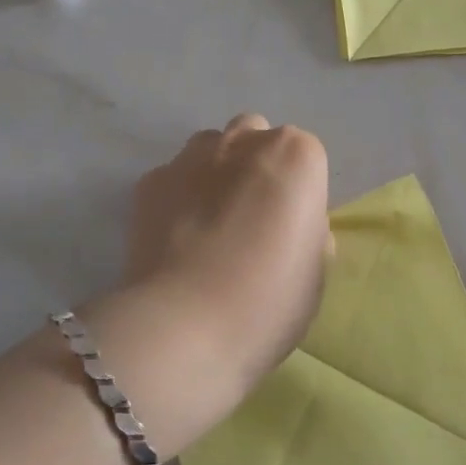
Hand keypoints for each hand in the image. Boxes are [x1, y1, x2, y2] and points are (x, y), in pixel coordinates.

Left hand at [111, 114, 330, 400]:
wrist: (185, 325)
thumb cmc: (269, 300)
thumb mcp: (315, 270)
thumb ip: (307, 231)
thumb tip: (290, 225)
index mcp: (296, 155)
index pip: (306, 159)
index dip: (300, 195)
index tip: (292, 232)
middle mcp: (244, 139)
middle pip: (255, 139)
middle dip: (256, 166)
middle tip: (253, 219)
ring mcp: (191, 156)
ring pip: (211, 149)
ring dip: (216, 173)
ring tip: (210, 225)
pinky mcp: (150, 181)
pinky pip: (173, 178)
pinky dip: (178, 197)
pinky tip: (177, 239)